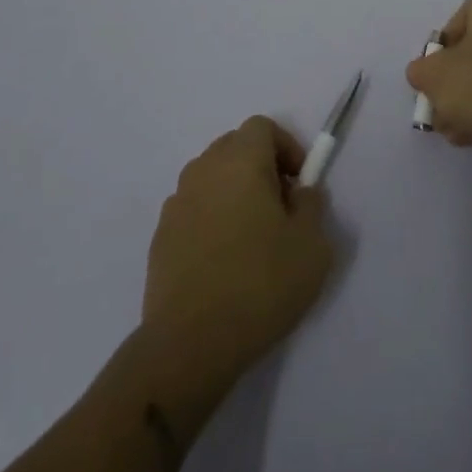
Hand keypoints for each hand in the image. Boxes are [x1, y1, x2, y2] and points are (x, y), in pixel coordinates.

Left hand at [142, 117, 333, 381]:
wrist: (190, 344)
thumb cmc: (260, 284)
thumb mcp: (312, 245)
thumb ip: (312, 206)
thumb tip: (300, 193)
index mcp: (240, 161)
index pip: (262, 127)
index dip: (286, 147)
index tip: (300, 183)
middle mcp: (203, 170)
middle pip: (234, 147)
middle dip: (261, 167)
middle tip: (281, 208)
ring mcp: (176, 204)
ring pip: (212, 179)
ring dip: (234, 193)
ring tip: (253, 238)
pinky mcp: (160, 237)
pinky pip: (194, 211)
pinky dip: (211, 221)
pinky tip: (224, 263)